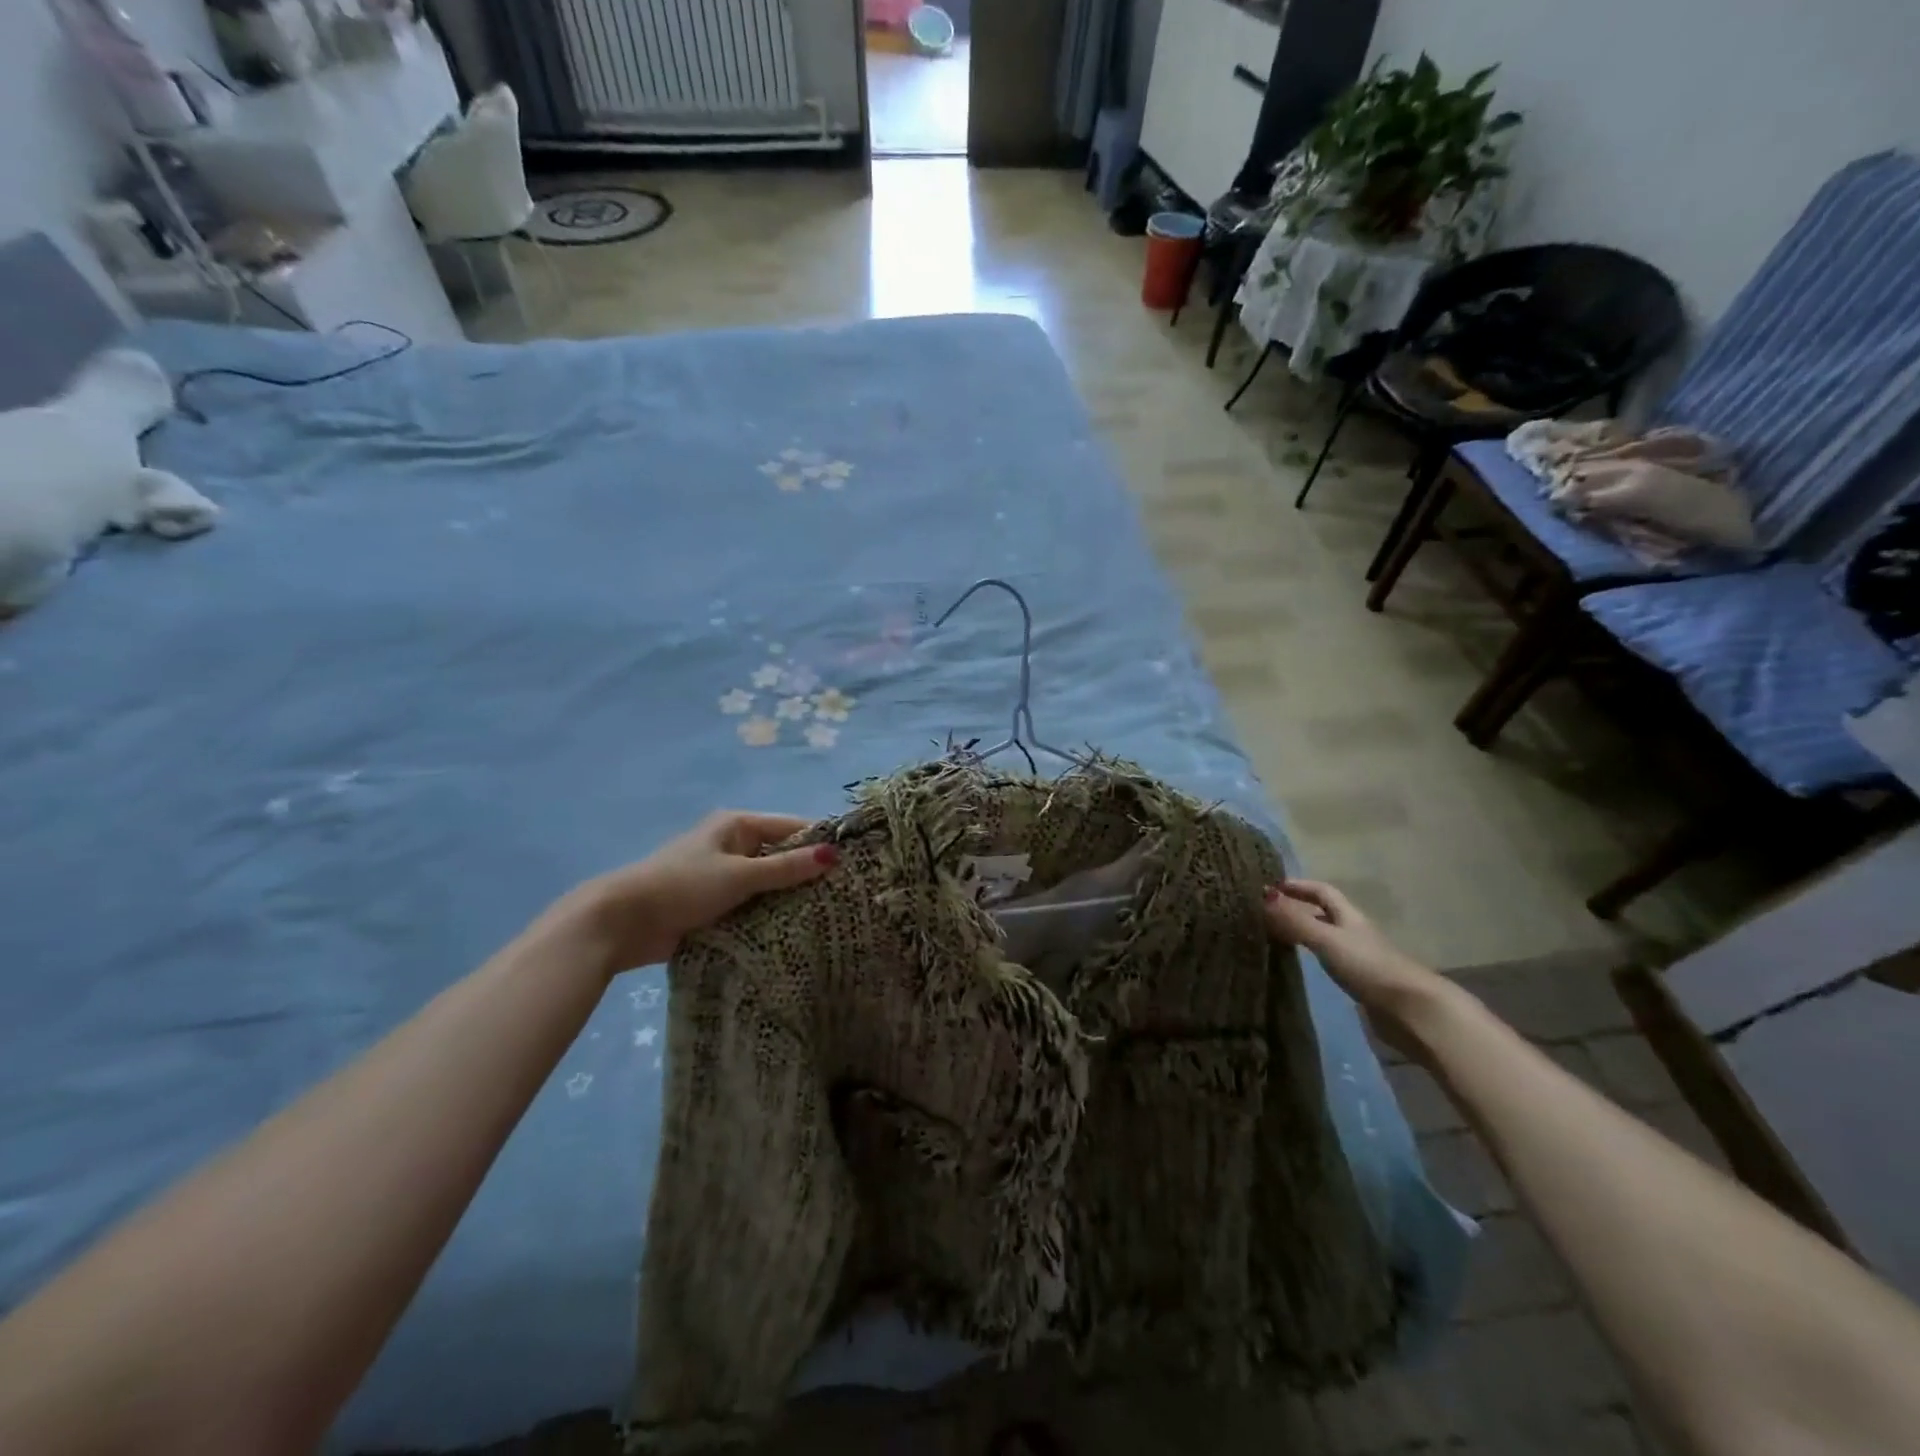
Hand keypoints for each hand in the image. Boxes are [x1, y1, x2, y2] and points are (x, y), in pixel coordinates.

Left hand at [569, 811, 838, 975]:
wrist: (621, 922)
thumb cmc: (683, 886)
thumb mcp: (739, 876)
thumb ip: (786, 868)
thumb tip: (834, 854)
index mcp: (737, 825)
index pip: (792, 827)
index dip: (821, 841)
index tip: (854, 862)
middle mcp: (732, 845)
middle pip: (781, 855)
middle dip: (808, 873)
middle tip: (847, 895)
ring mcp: (722, 876)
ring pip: (768, 884)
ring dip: (789, 898)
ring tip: (830, 915)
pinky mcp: (714, 905)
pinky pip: (752, 905)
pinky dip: (769, 915)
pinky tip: (796, 931)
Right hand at [1262, 879, 1459, 1058]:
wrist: (1411, 1010)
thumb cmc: (1368, 966)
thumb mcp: (1327, 939)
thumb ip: (1295, 920)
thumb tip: (1263, 895)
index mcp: (1349, 917)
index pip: (1323, 891)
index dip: (1300, 885)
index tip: (1273, 886)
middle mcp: (1354, 932)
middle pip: (1325, 913)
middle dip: (1299, 908)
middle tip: (1268, 911)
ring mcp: (1359, 957)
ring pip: (1326, 937)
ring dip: (1304, 932)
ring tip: (1275, 935)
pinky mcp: (1360, 981)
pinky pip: (1329, 959)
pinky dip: (1312, 955)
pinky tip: (1300, 964)